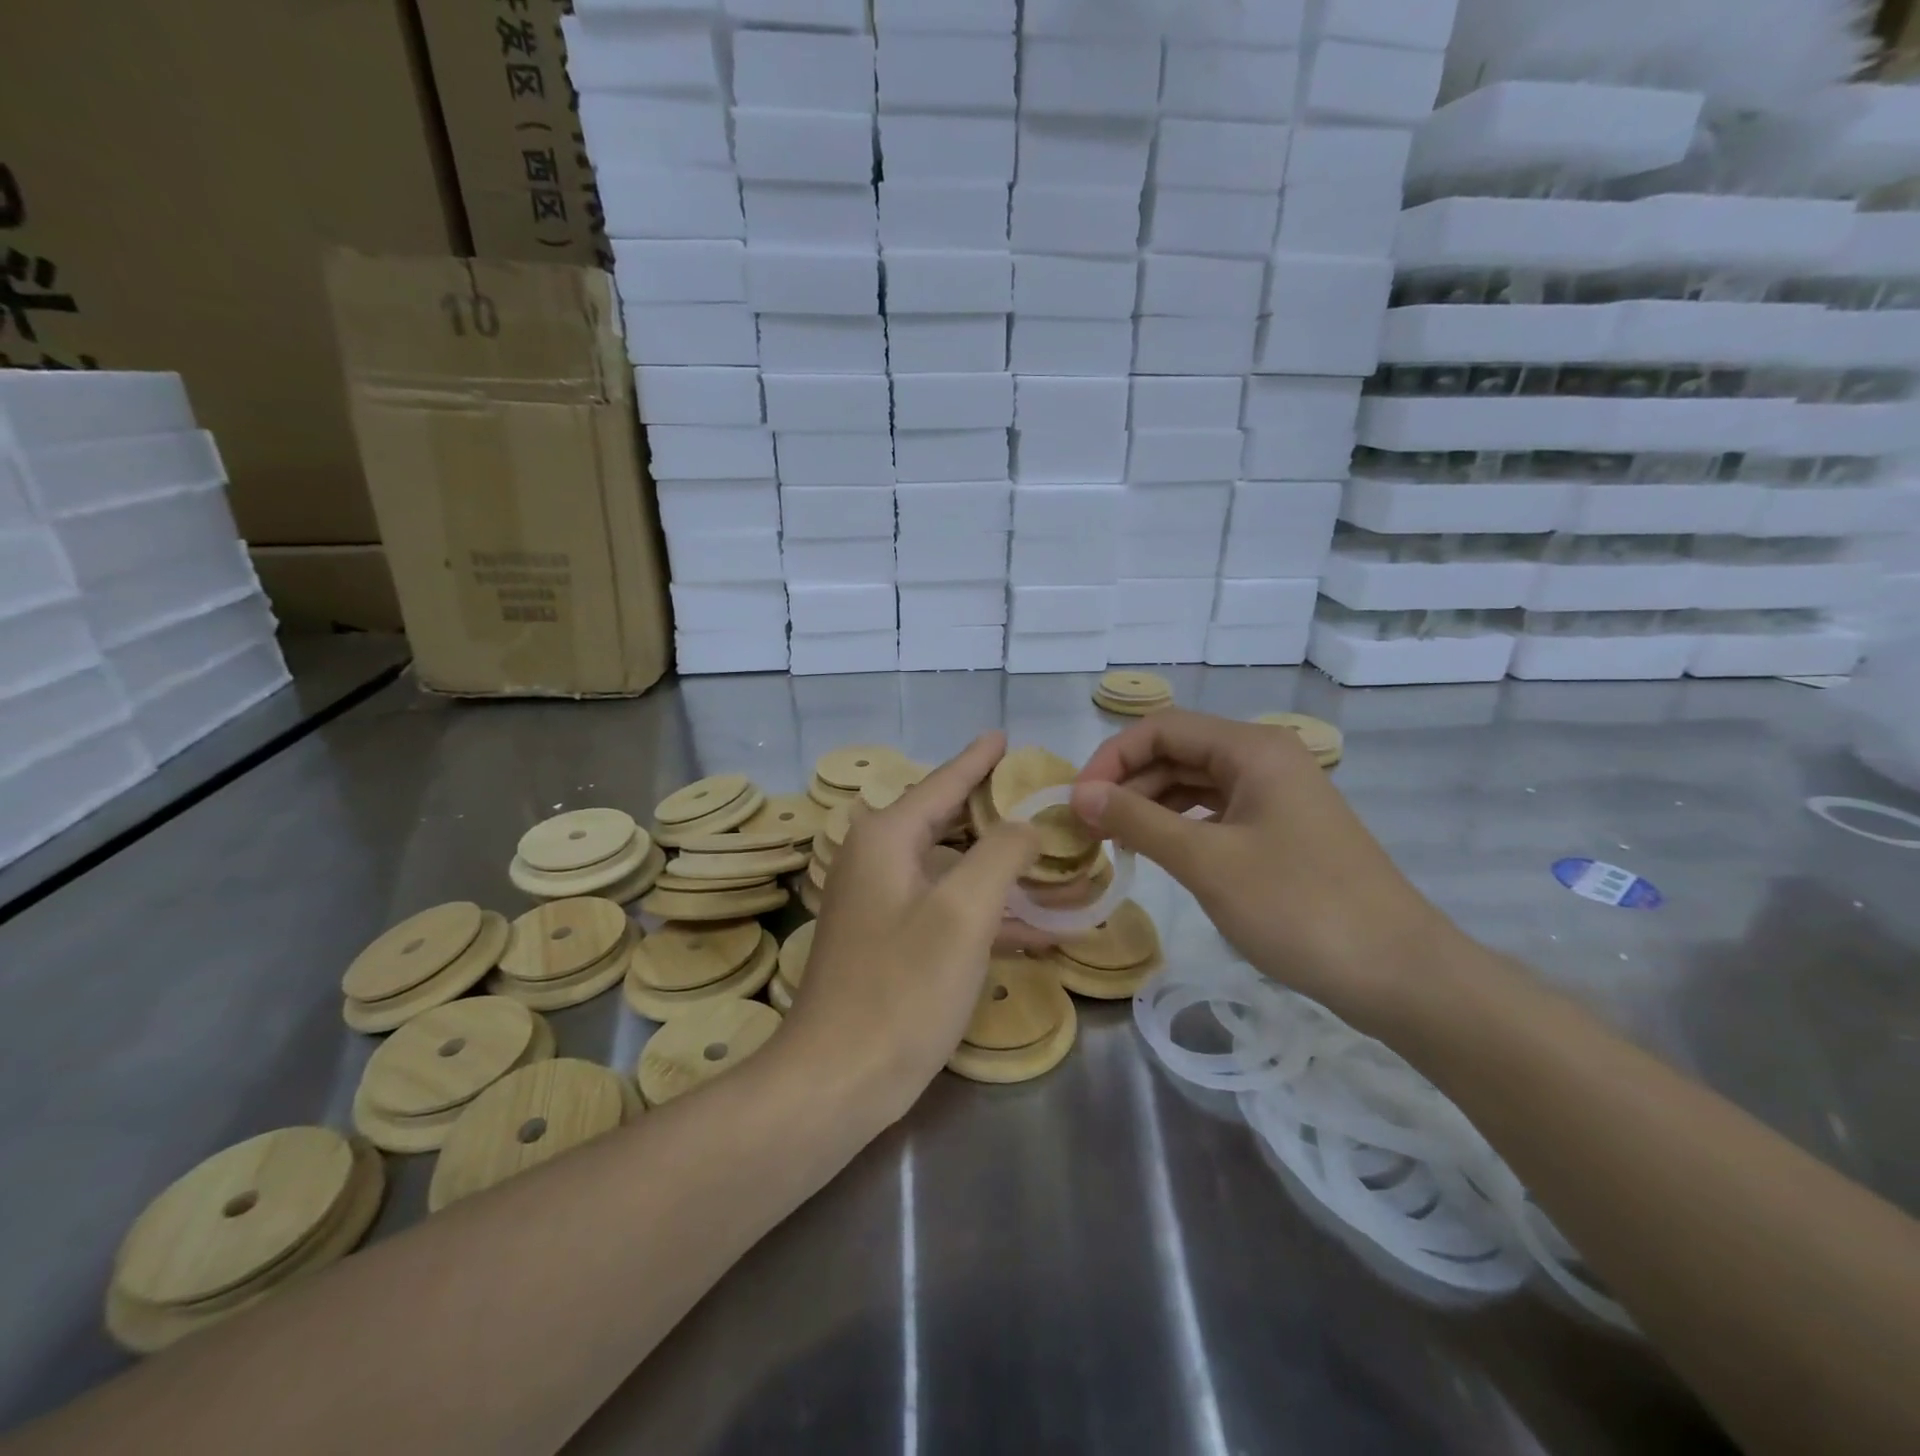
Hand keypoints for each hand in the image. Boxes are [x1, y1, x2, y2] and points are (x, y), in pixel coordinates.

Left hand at [784, 732, 1040, 1119]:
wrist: (837, 1080)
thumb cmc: (901, 988)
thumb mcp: (963, 913)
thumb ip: (1000, 854)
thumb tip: (1025, 825)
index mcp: (887, 838)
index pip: (942, 783)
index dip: (977, 759)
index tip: (1004, 736)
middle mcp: (877, 860)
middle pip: (947, 822)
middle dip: (997, 816)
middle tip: (1044, 805)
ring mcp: (881, 903)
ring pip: (952, 870)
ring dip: (1001, 873)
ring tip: (1056, 866)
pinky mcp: (890, 942)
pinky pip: (946, 910)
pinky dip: (987, 914)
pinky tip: (1037, 930)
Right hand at [1070, 709, 1465, 1034]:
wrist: (1400, 973)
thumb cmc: (1299, 907)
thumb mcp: (1208, 861)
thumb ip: (1138, 820)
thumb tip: (1080, 794)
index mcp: (1252, 748)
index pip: (1162, 729)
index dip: (1111, 759)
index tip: (1077, 804)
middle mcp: (1265, 758)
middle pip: (1177, 752)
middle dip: (1127, 783)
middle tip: (1086, 828)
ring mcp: (1276, 795)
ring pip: (1195, 784)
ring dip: (1149, 805)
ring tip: (1113, 841)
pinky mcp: (1281, 830)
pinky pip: (1216, 812)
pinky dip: (1180, 826)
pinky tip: (1157, 851)